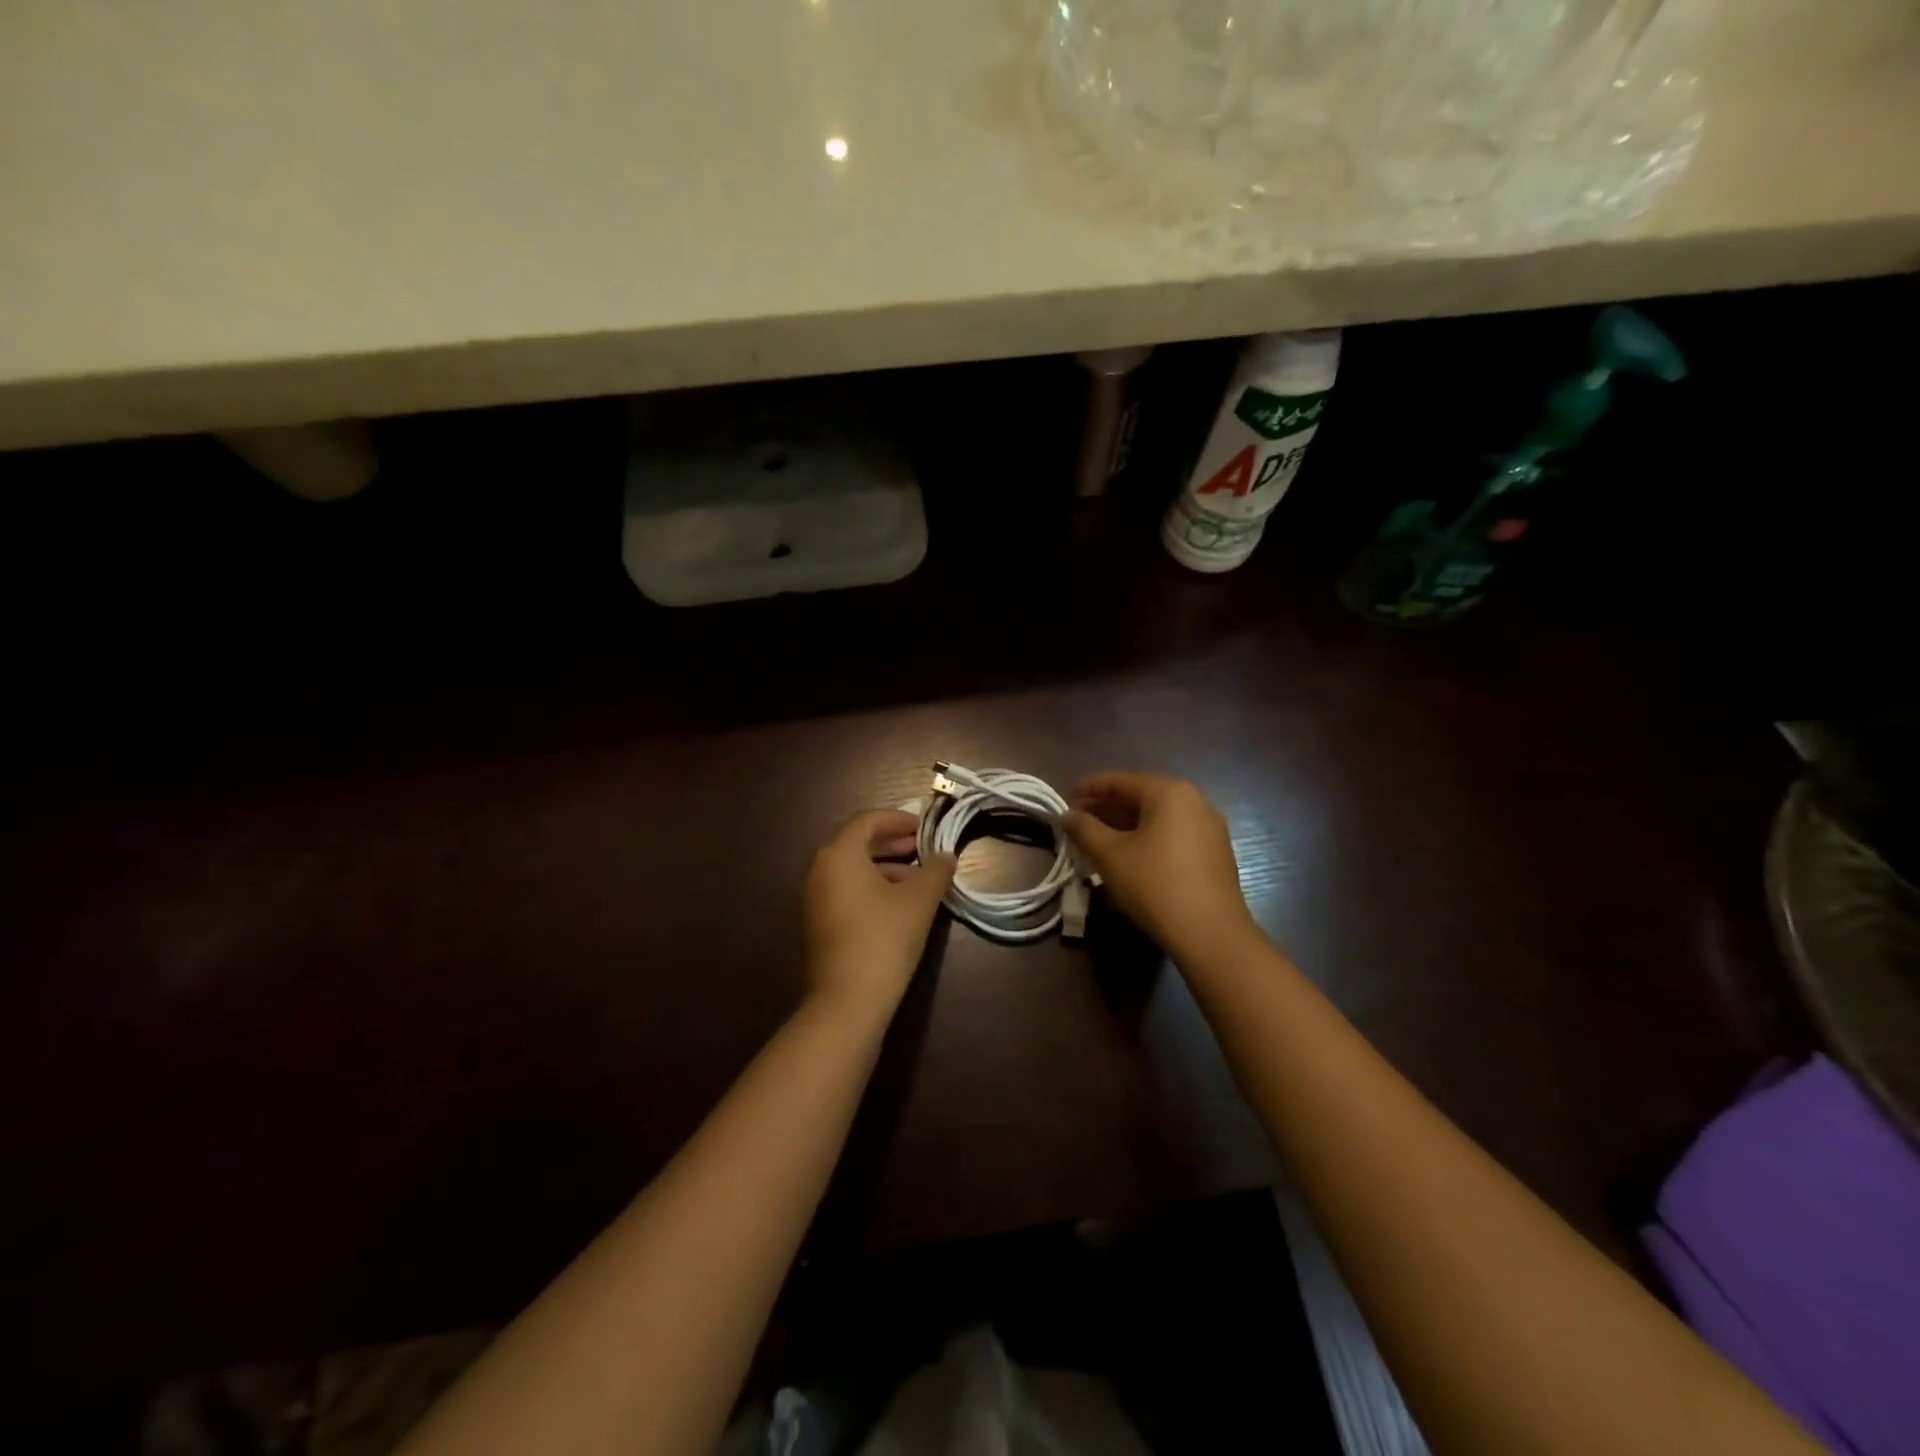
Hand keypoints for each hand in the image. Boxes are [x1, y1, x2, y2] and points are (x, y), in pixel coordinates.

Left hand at [803, 809, 955, 1017]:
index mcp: (839, 855)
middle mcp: (820, 870)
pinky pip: (846, 891)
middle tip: (923, 849)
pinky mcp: (819, 924)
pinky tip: (899, 905)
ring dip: (885, 867)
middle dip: (893, 843)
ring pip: (853, 870)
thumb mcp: (918, 901)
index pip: (868, 820)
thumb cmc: (884, 938)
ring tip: (918, 880)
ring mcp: (815, 899)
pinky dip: (872, 887)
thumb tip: (947, 856)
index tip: (924, 828)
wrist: (847, 1002)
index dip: (898, 819)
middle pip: (857, 844)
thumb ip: (935, 871)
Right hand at [1062, 772, 1258, 958]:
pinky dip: (1147, 838)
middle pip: (1141, 796)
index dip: (1089, 788)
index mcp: (1169, 792)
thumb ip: (1084, 829)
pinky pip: (1173, 834)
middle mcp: (1195, 801)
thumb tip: (1066, 815)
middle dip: (1107, 807)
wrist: (1211, 934)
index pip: (1120, 781)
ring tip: (1098, 839)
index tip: (1065, 798)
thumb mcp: (1110, 856)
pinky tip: (1129, 856)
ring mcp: (1209, 828)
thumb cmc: (1155, 885)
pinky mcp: (1215, 854)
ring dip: (1125, 824)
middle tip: (1078, 820)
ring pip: (1158, 817)